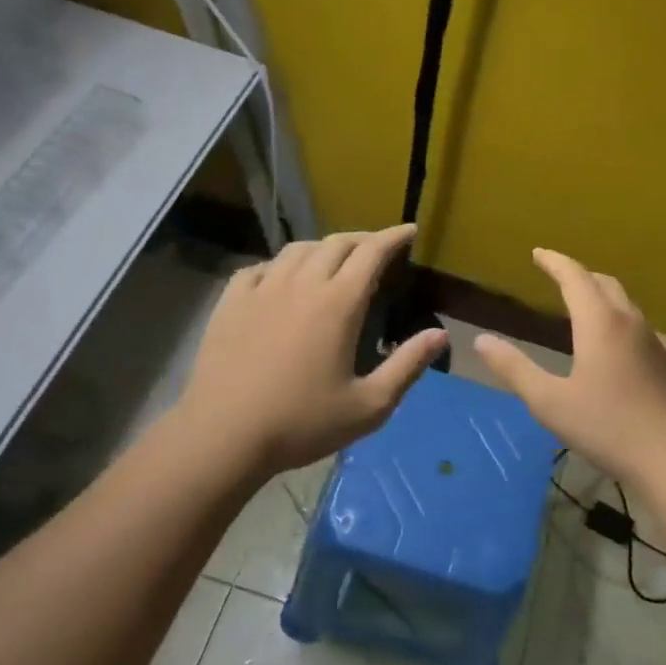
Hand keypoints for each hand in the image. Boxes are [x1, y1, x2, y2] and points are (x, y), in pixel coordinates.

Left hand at [176, 224, 448, 474]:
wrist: (224, 434)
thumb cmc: (302, 423)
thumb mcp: (369, 405)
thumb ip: (407, 366)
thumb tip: (441, 335)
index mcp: (338, 304)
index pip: (371, 253)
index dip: (393, 237)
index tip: (409, 230)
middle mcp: (300, 284)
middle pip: (336, 243)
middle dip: (363, 239)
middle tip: (378, 249)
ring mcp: (261, 290)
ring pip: (297, 250)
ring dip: (323, 248)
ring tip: (333, 260)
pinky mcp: (231, 302)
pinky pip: (260, 267)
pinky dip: (281, 265)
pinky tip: (281, 279)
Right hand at [472, 249, 665, 487]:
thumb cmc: (607, 427)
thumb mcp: (549, 402)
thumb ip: (514, 368)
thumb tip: (481, 339)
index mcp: (600, 324)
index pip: (575, 278)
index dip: (554, 262)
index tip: (537, 253)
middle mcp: (630, 323)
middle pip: (605, 284)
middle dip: (579, 275)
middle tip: (559, 275)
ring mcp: (656, 343)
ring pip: (627, 305)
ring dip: (603, 296)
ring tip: (586, 306)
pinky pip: (643, 330)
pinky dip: (623, 323)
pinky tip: (622, 344)